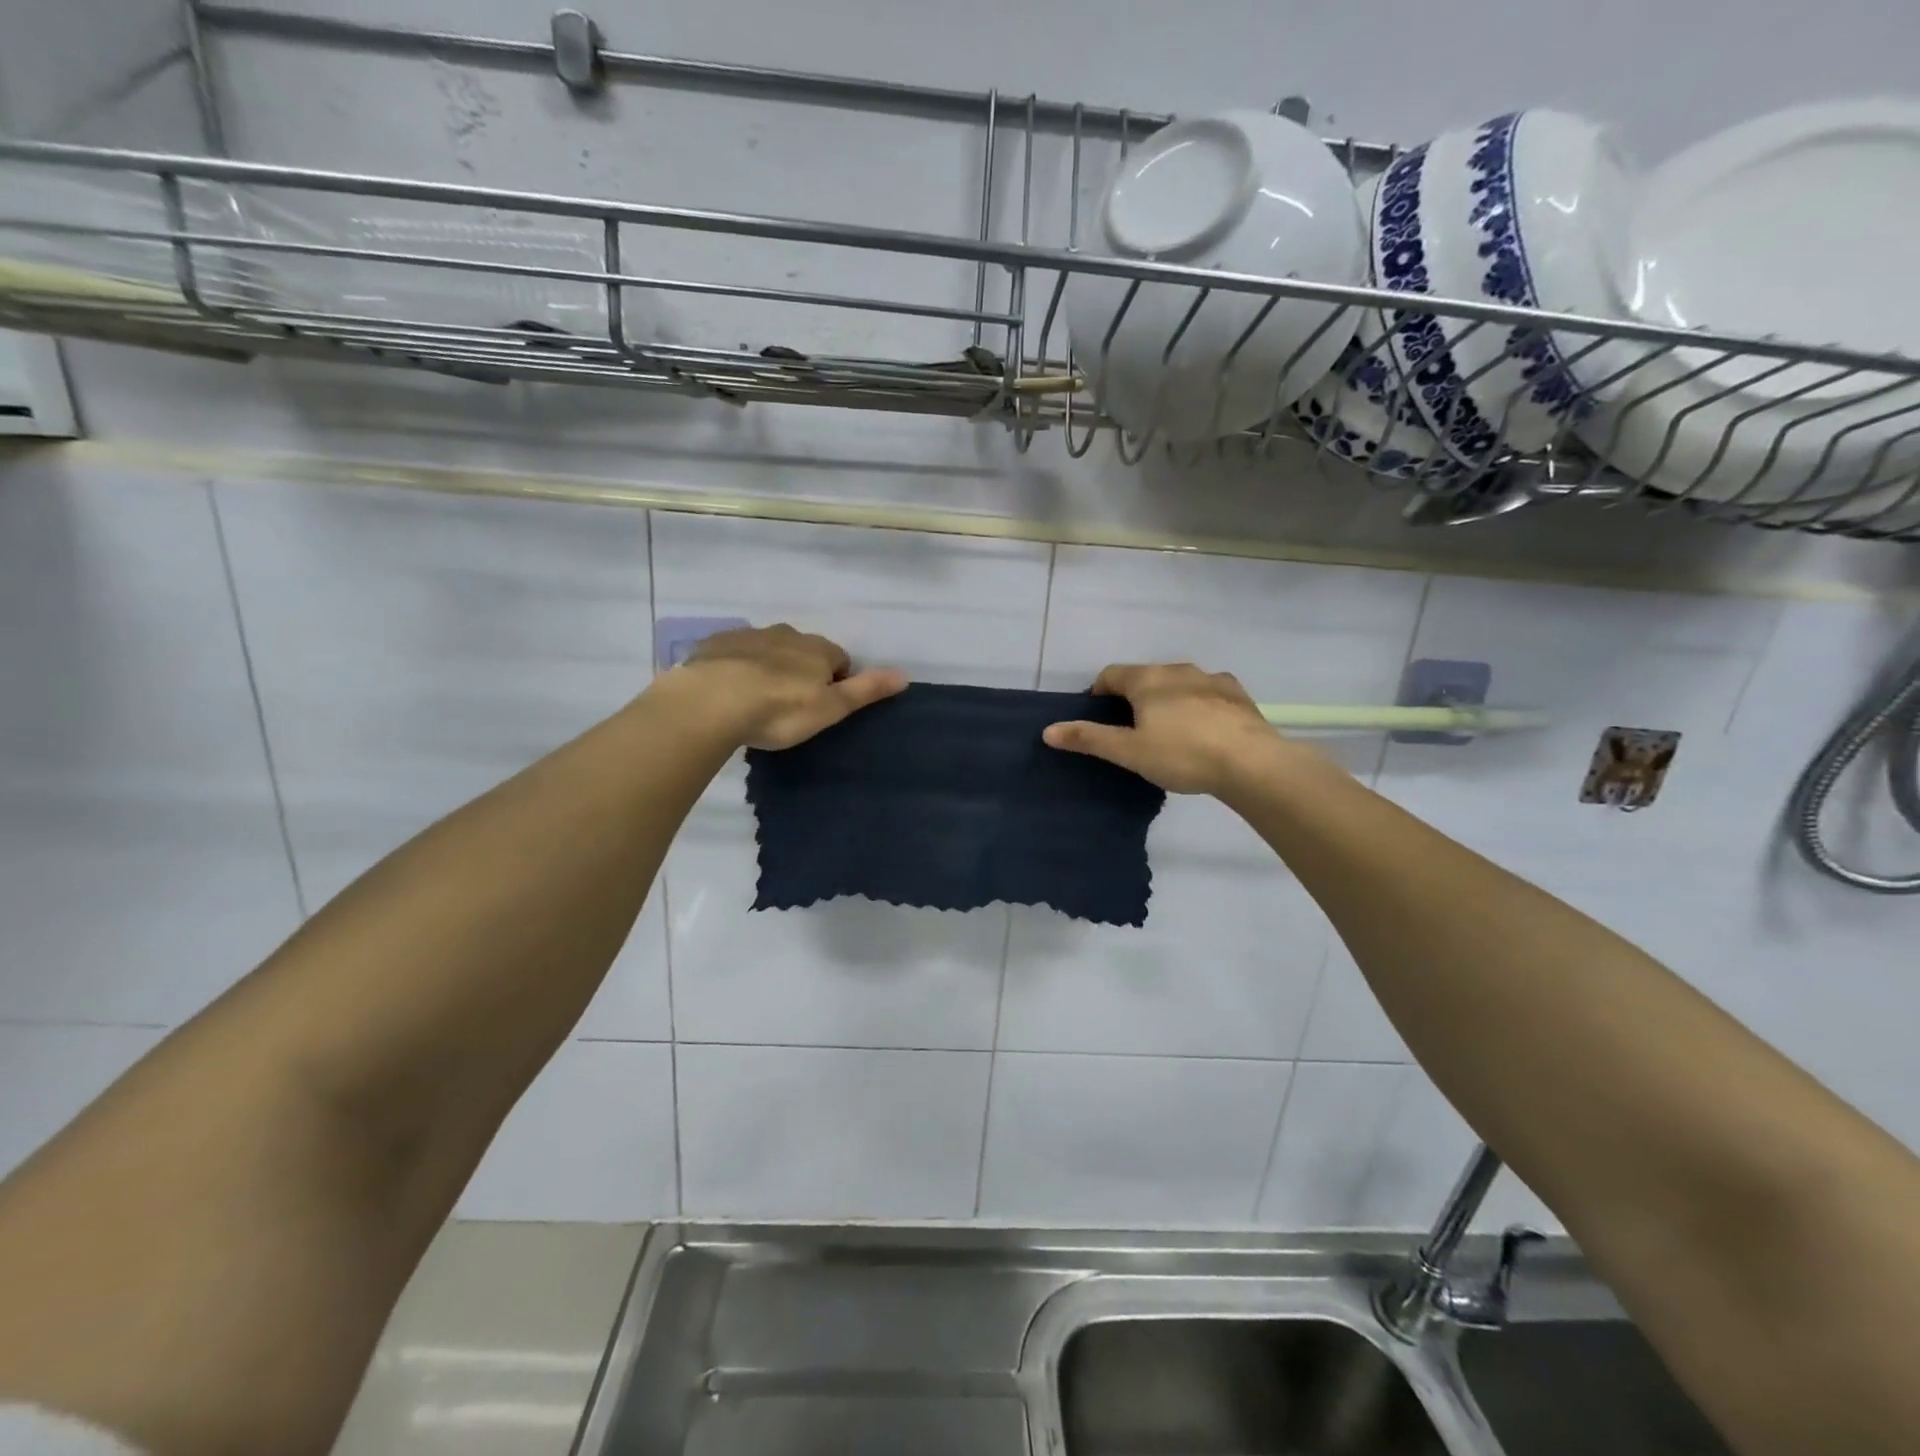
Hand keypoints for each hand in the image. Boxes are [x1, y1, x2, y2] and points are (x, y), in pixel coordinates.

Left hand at [674, 623, 906, 749]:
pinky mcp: (716, 644)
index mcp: (817, 649)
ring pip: (769, 649)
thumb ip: (866, 690)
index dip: (835, 682)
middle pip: (803, 651)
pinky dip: (738, 667)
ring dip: (769, 667)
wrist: (711, 701)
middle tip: (790, 706)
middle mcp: (786, 634)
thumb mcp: (830, 708)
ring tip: (757, 701)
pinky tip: (728, 692)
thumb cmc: (780, 709)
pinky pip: (735, 653)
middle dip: (801, 671)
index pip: (839, 659)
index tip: (822, 707)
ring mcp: (749, 635)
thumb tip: (904, 675)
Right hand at [1043, 662, 1297, 795]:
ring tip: (1170, 731)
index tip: (1099, 716)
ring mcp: (1211, 679)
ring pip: (1179, 682)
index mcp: (1147, 680)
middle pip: (1145, 676)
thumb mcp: (1129, 752)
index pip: (1111, 674)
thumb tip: (1047, 730)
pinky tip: (1204, 729)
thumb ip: (1089, 739)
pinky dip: (1198, 704)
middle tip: (1133, 730)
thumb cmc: (1182, 754)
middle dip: (1134, 696)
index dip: (1099, 692)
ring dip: (1168, 699)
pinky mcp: (1238, 694)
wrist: (1252, 763)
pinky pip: (1208, 692)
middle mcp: (1178, 670)